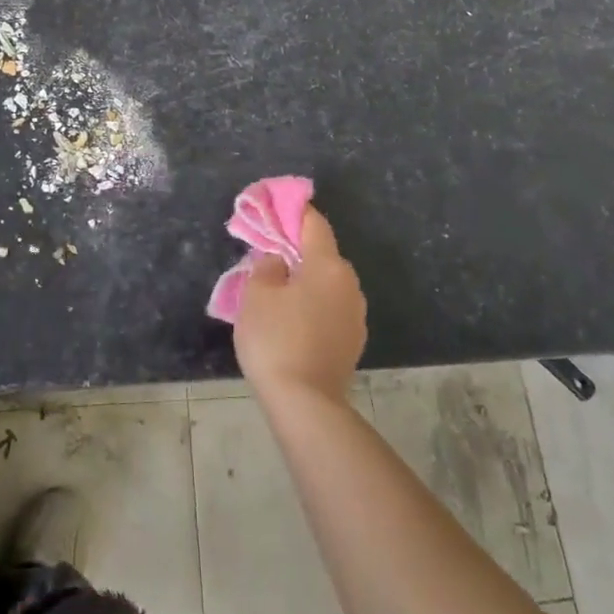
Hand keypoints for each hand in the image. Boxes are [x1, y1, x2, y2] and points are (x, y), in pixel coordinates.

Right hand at [233, 206, 366, 403]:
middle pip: (322, 254)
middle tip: (267, 257)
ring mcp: (356, 315)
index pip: (314, 224)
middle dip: (296, 251)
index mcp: (328, 265)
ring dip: (305, 280)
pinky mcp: (353, 341)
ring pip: (327, 283)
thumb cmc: (276, 340)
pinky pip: (330, 308)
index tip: (275, 208)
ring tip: (277, 291)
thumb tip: (279, 259)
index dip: (294, 211)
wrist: (305, 404)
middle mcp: (349, 284)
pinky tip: (292, 319)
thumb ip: (267, 266)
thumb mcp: (256, 295)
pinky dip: (313, 305)